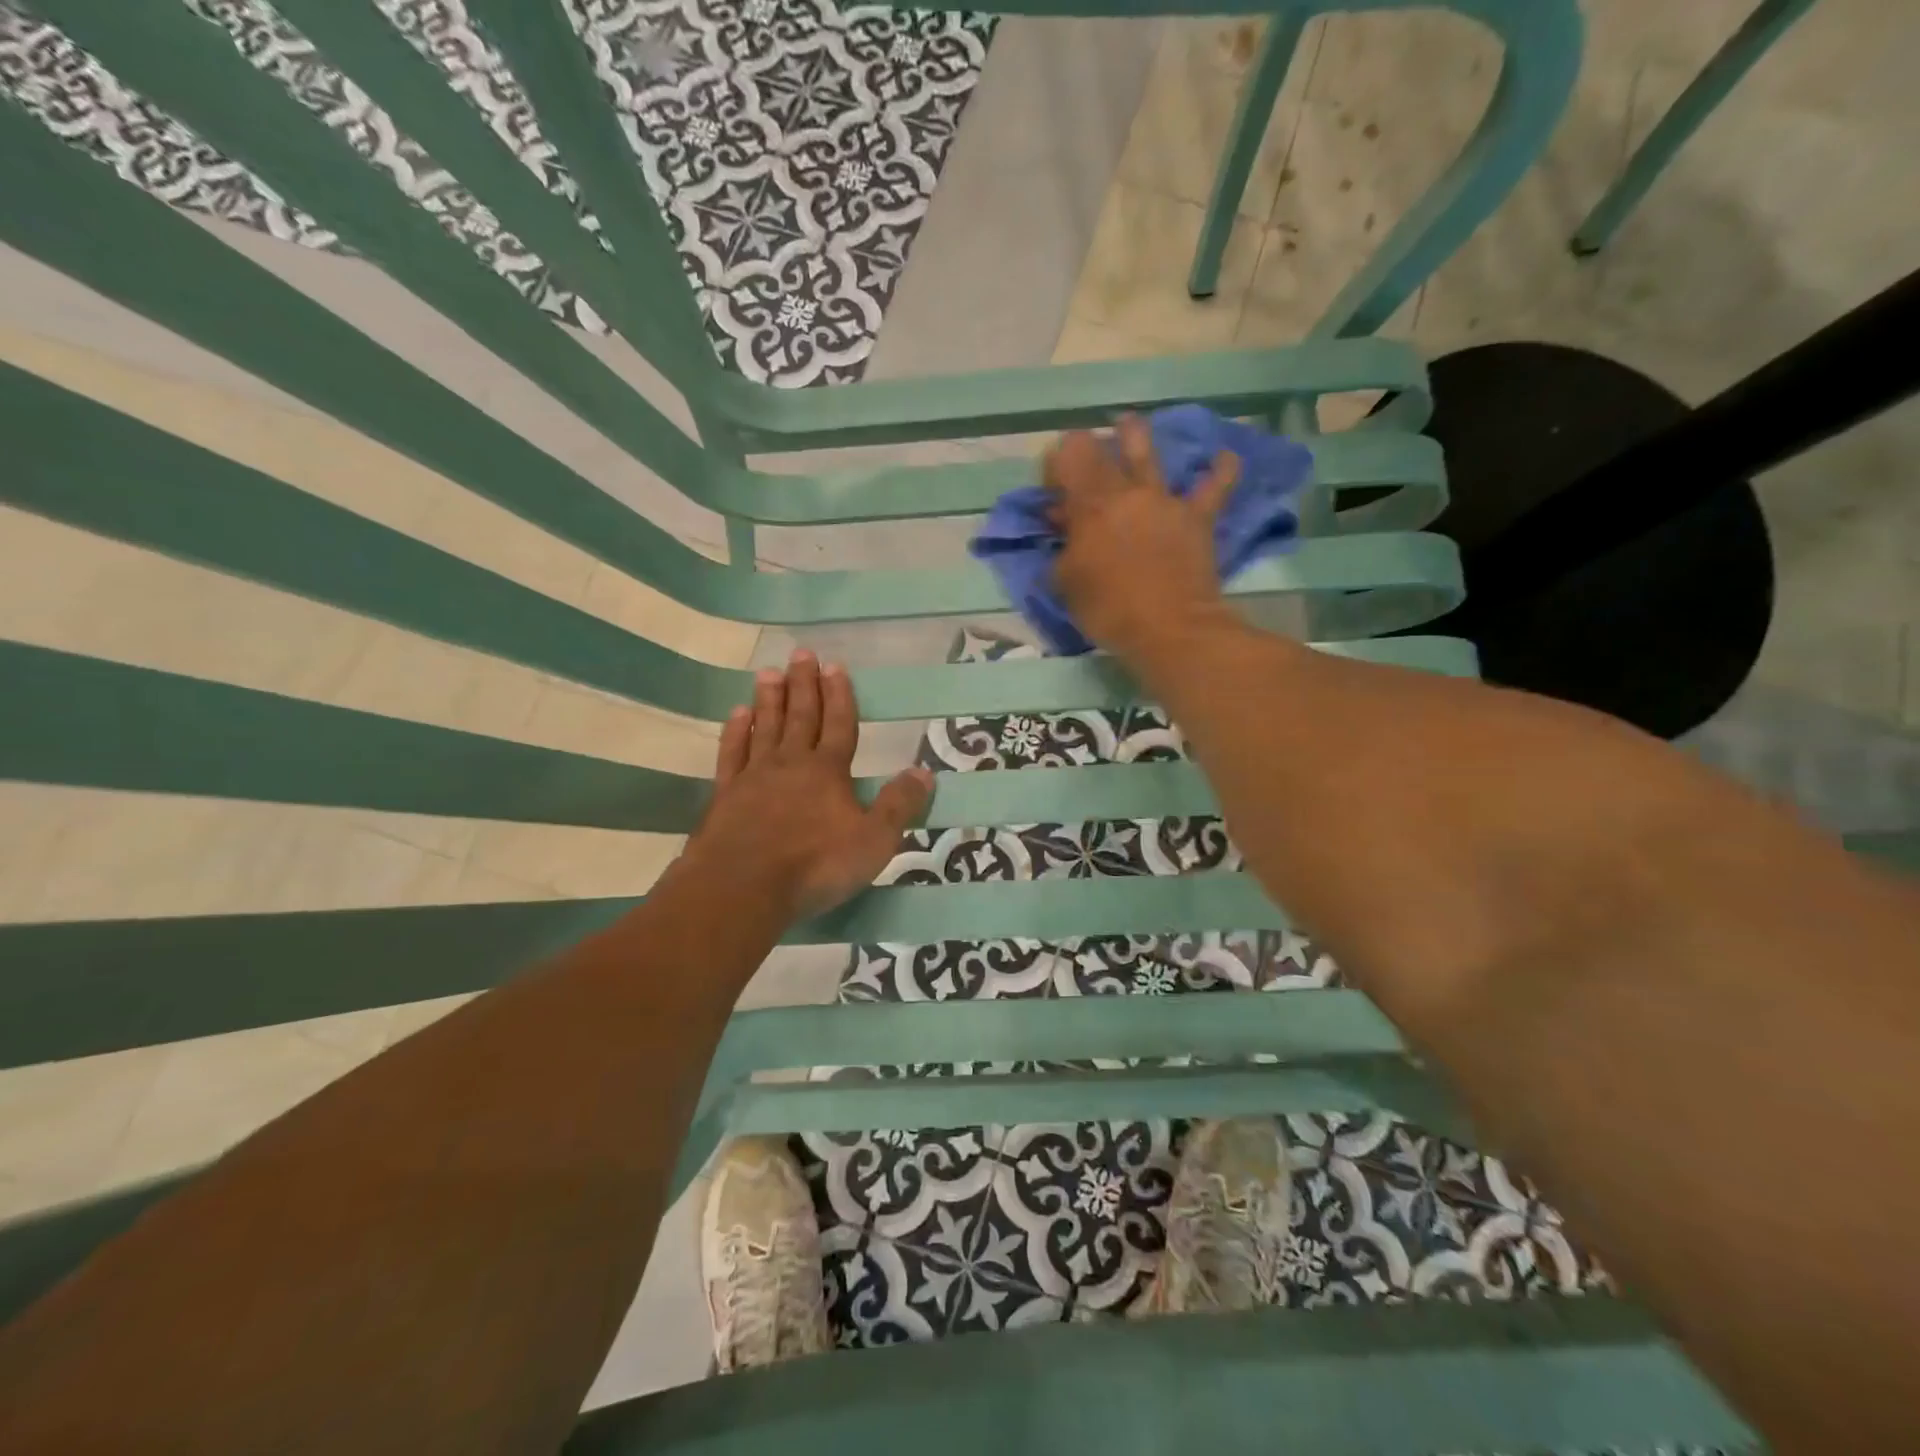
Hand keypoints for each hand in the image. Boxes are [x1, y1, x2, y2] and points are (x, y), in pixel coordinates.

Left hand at [686, 651, 933, 919]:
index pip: (839, 724)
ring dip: (770, 699)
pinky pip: (732, 753)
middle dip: (804, 685)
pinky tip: (738, 715)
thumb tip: (925, 772)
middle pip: (800, 716)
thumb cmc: (815, 866)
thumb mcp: (874, 841)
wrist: (742, 886)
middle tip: (801, 654)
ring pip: (765, 727)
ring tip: (769, 672)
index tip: (835, 666)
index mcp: (829, 771)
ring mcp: (754, 776)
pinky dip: (736, 732)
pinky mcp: (725, 795)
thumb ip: (899, 805)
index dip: (839, 695)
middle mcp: (791, 763)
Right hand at [1045, 414, 1238, 661]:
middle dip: (1086, 448)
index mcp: (1088, 506)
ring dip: (1135, 434)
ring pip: (1148, 452)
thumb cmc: (1109, 610)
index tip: (1051, 488)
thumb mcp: (1066, 584)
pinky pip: (1215, 487)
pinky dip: (1220, 471)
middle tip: (1083, 460)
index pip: (1065, 457)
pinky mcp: (1197, 517)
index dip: (1055, 464)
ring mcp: (1164, 501)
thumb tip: (1062, 525)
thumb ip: (1061, 548)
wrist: (1169, 629)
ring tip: (1128, 424)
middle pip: (1101, 448)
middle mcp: (1125, 492)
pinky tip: (1225, 457)